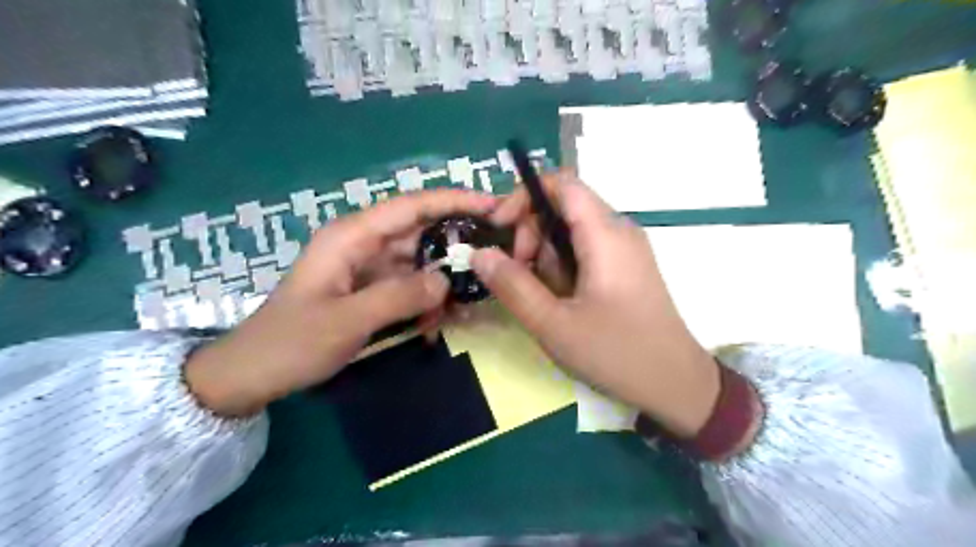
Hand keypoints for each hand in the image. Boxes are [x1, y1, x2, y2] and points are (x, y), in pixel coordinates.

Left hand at [187, 191, 498, 415]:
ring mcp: (368, 267)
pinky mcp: (371, 288)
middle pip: (421, 232)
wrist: (255, 373)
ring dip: (443, 282)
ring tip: (467, 304)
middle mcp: (364, 244)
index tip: (493, 206)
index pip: (412, 206)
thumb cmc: (292, 342)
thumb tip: (446, 279)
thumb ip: (399, 296)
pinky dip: (427, 301)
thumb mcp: (346, 321)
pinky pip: (410, 286)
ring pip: (420, 262)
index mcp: (352, 236)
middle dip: (457, 245)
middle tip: (495, 260)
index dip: (454, 201)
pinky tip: (438, 323)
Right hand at [468, 172, 718, 436]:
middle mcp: (619, 229)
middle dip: (531, 234)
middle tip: (520, 275)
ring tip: (546, 297)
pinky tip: (564, 299)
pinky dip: (563, 266)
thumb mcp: (553, 324)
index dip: (523, 195)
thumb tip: (479, 253)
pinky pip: (585, 249)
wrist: (675, 383)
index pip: (561, 182)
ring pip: (571, 231)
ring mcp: (625, 248)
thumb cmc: (616, 353)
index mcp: (605, 234)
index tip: (499, 228)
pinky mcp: (626, 265)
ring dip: (546, 256)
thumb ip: (512, 285)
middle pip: (562, 206)